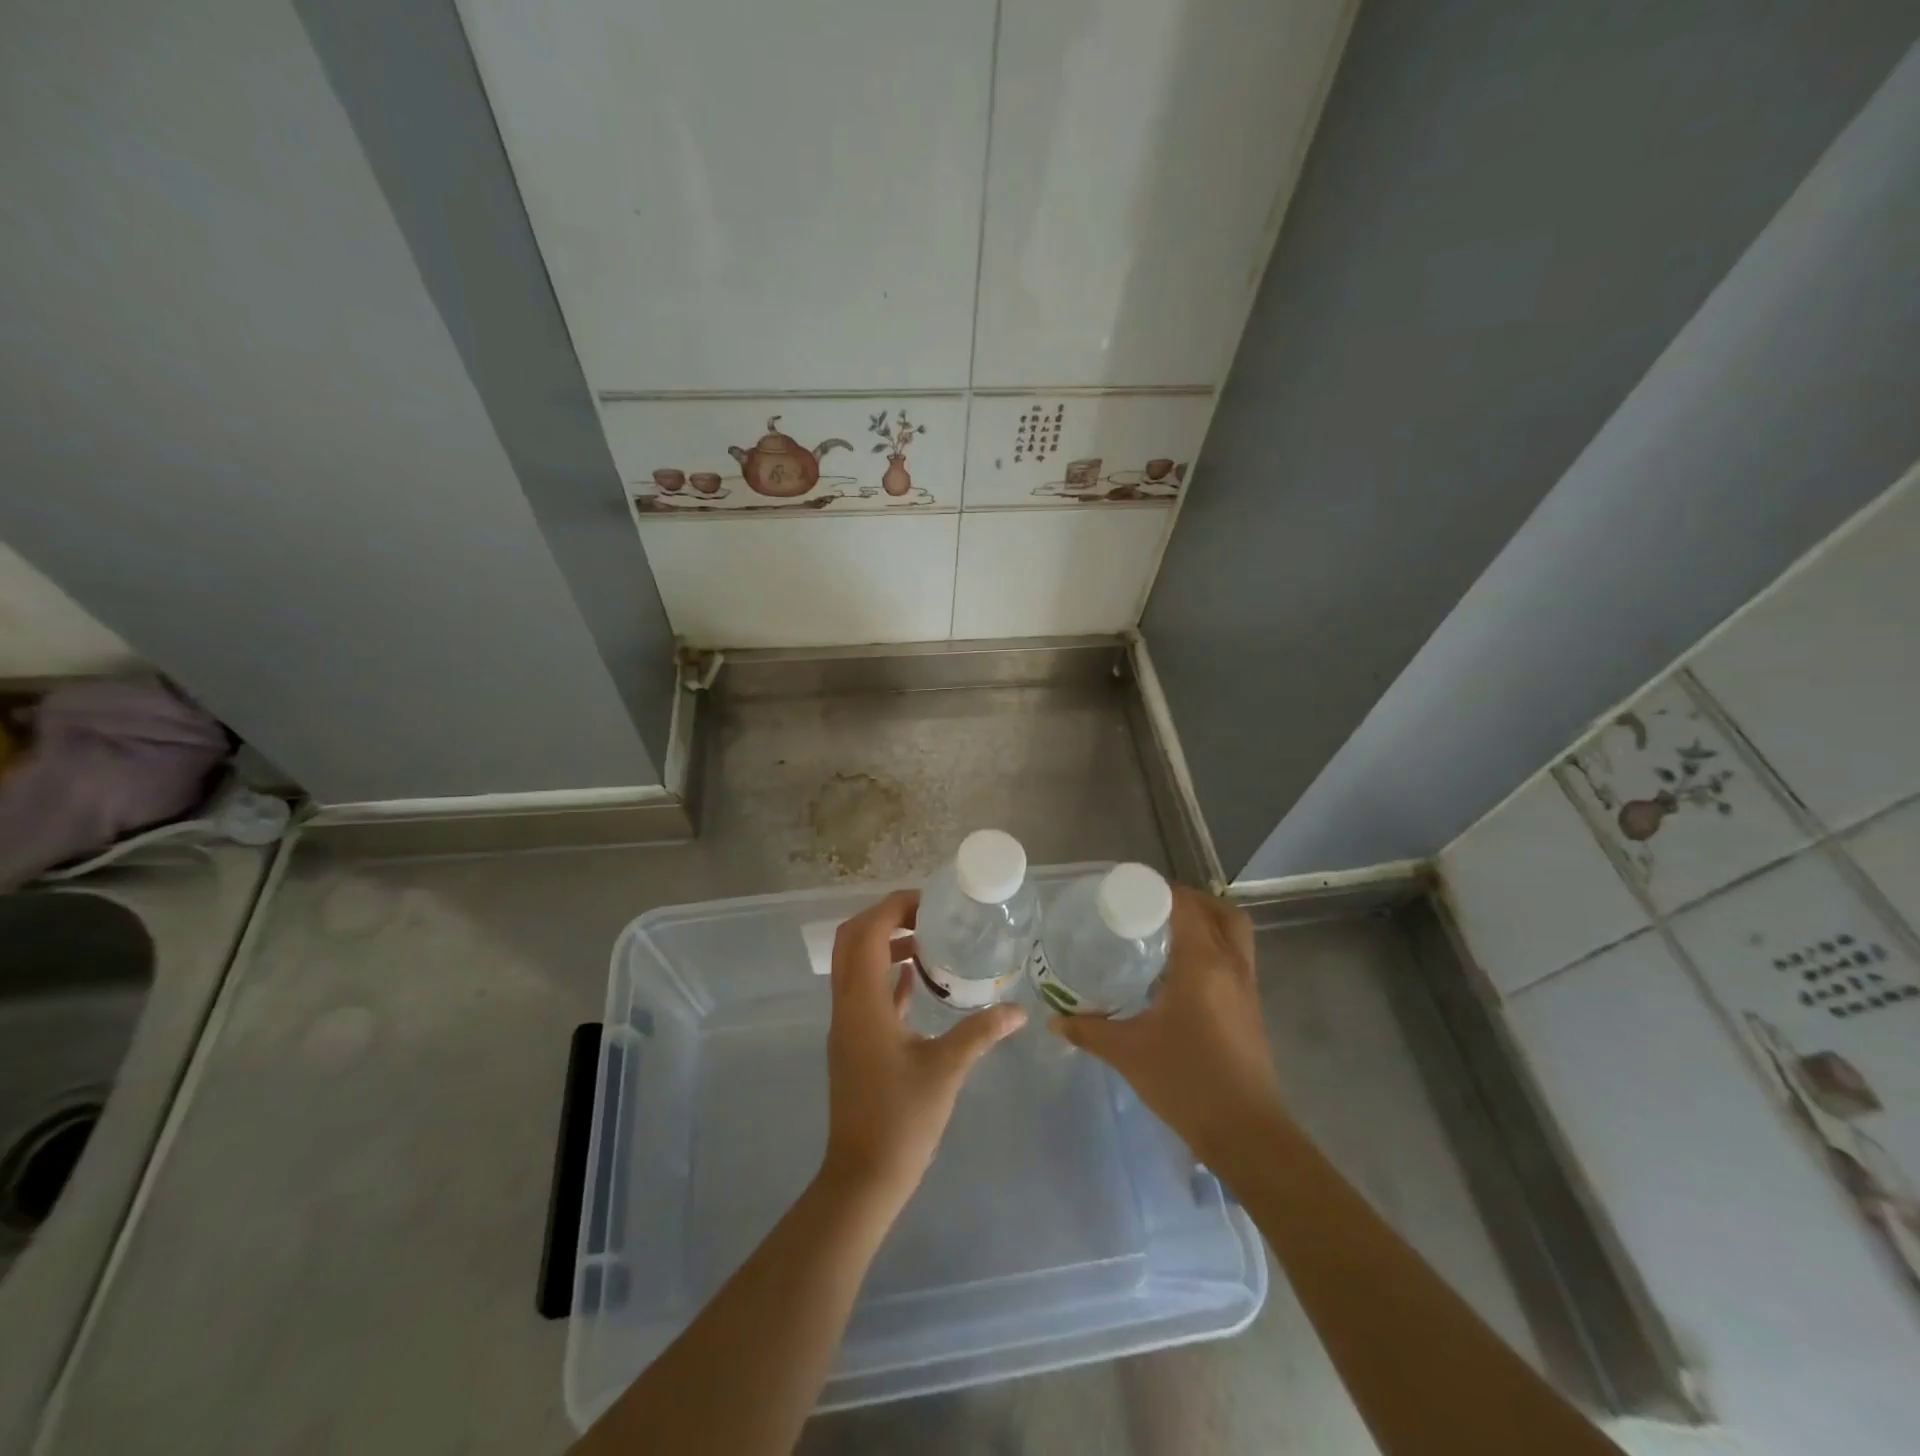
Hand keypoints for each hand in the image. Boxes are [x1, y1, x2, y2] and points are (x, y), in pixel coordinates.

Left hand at [820, 890, 1025, 1212]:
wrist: (863, 1177)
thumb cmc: (901, 1120)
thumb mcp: (946, 1070)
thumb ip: (981, 1032)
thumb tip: (1018, 1010)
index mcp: (863, 1003)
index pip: (866, 933)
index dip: (893, 908)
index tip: (929, 903)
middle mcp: (847, 1006)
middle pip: (852, 941)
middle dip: (884, 918)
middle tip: (926, 916)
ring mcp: (846, 1025)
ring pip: (855, 965)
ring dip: (883, 944)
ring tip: (927, 941)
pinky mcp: (853, 1042)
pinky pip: (864, 991)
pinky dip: (885, 974)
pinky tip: (917, 980)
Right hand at [1051, 885, 1284, 1166]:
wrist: (1246, 1133)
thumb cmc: (1186, 1082)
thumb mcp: (1128, 1052)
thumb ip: (1088, 1029)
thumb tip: (1053, 1019)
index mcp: (1203, 964)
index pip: (1185, 906)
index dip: (1158, 891)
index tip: (1126, 891)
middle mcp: (1230, 966)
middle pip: (1219, 911)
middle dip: (1188, 900)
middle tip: (1151, 907)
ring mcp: (1246, 987)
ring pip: (1234, 932)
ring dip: (1206, 921)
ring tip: (1166, 931)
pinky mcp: (1251, 1007)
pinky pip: (1235, 957)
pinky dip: (1213, 946)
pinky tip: (1181, 970)